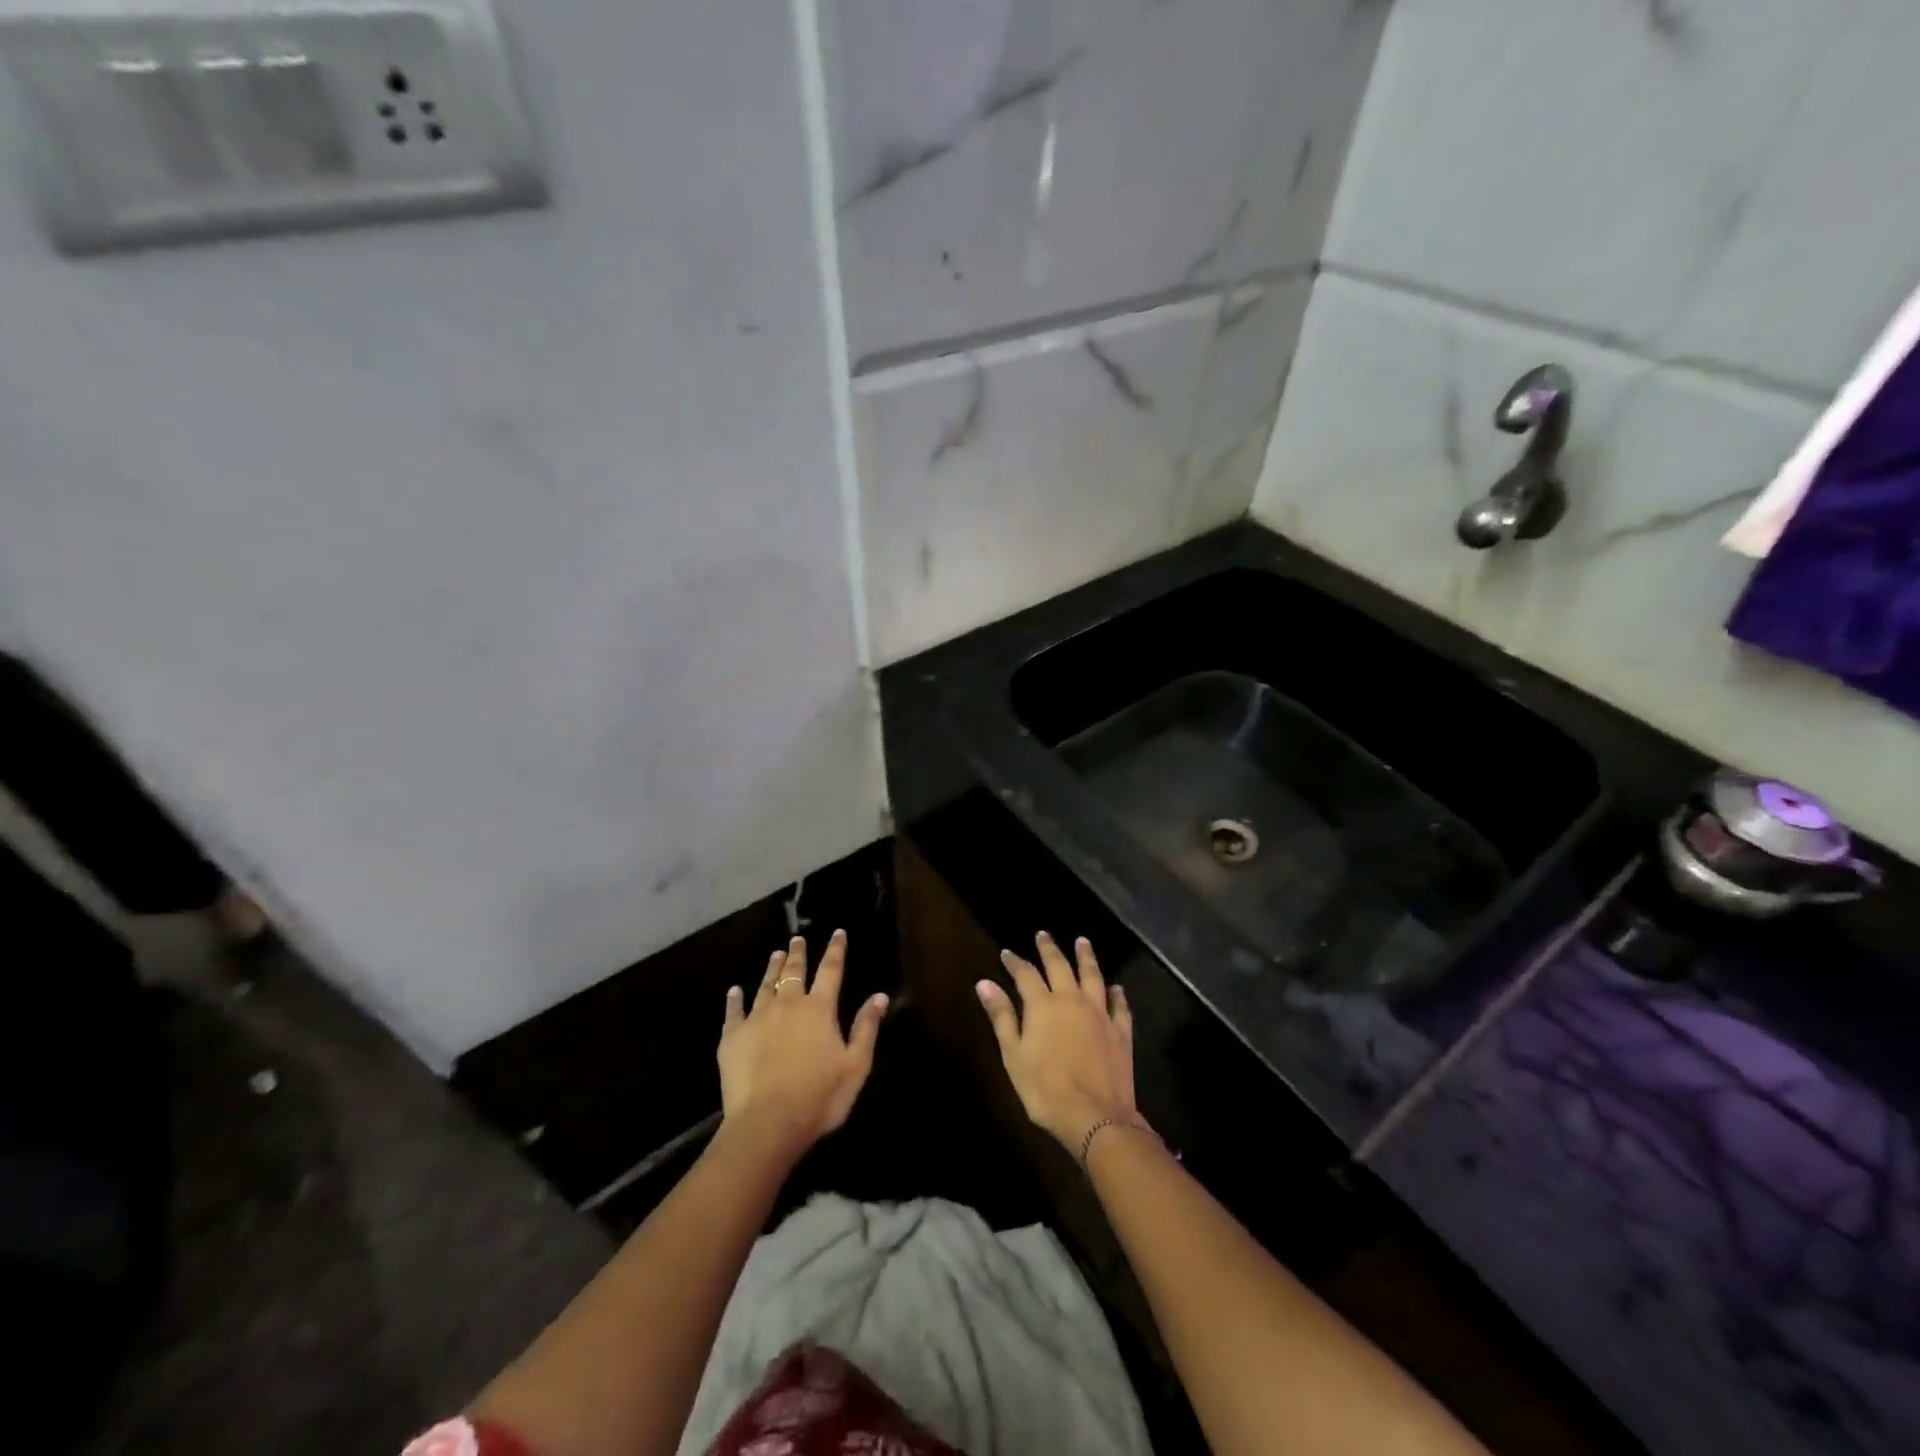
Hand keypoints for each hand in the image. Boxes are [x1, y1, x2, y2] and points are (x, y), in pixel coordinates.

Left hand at [718, 929, 887, 1153]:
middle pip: (794, 972)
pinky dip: (735, 999)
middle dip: (798, 953)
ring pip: (766, 985)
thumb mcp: (855, 1066)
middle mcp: (788, 1005)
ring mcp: (757, 1019)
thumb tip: (880, 996)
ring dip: (772, 968)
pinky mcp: (732, 1037)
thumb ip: (866, 1028)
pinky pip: (733, 1011)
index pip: (831, 970)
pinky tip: (734, 991)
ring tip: (775, 954)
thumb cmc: (819, 1097)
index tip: (838, 932)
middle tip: (797, 939)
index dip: (836, 950)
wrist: (767, 1123)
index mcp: (820, 1009)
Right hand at [977, 932, 1137, 1153]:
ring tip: (1082, 941)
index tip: (1007, 953)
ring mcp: (1099, 1013)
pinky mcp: (1120, 1031)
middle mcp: (1072, 1000)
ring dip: (1086, 957)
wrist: (1094, 1116)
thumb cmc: (1044, 1089)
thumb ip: (1001, 1016)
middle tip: (1043, 934)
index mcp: (1043, 1005)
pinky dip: (1116, 993)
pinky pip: (1119, 1005)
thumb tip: (984, 982)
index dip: (1015, 962)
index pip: (1025, 974)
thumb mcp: (1013, 1054)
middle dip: (1049, 949)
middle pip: (1060, 966)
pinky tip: (1115, 987)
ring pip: (1092, 976)